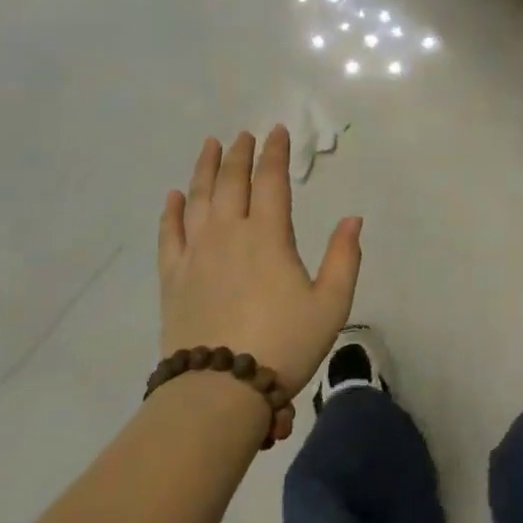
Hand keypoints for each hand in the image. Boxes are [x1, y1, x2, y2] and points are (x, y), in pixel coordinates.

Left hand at [158, 127, 362, 433]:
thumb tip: (353, 218)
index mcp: (268, 236)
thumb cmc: (284, 344)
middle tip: (244, 135)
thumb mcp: (331, 304)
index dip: (276, 153)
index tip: (277, 132)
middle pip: (231, 182)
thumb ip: (344, 258)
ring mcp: (196, 254)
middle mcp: (229, 234)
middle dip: (239, 154)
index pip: (272, 181)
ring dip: (204, 169)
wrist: (220, 390)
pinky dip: (171, 211)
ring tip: (210, 146)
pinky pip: (169, 234)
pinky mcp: (173, 277)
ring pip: (198, 199)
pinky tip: (174, 196)